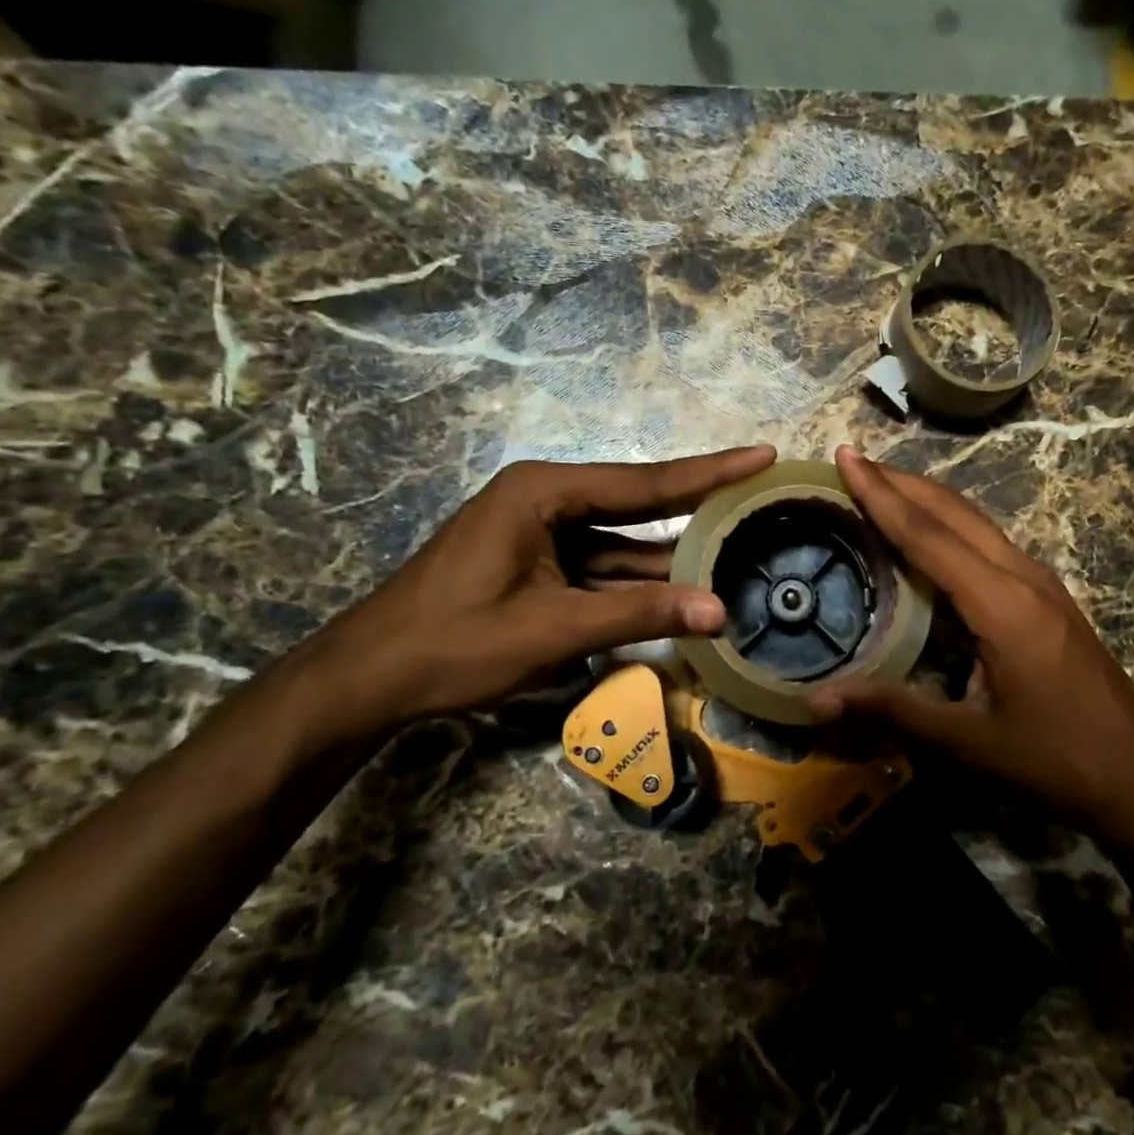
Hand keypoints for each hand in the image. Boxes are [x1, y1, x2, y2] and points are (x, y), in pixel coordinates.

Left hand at [300, 446, 776, 736]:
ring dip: (674, 556)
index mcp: (545, 492)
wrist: (370, 679)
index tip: (762, 455)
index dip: (710, 472)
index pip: (645, 482)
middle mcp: (548, 499)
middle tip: (761, 491)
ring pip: (626, 542)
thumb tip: (720, 611)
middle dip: (700, 504)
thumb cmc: (454, 643)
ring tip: (740, 549)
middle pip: (640, 503)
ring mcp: (544, 533)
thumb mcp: (554, 629)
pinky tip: (685, 591)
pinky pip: (605, 566)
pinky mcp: (542, 564)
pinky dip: (642, 583)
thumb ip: (638, 613)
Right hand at [810, 447, 1133, 832]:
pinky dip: (951, 525)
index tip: (846, 457)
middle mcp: (1023, 577)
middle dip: (902, 482)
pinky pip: (991, 543)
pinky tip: (932, 537)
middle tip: (854, 461)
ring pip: (977, 522)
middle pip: (955, 512)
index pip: (928, 536)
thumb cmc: (1054, 761)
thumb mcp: (968, 742)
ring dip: (928, 499)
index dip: (881, 495)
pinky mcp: (1049, 597)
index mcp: (1002, 604)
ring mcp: (1042, 584)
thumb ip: (893, 710)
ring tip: (883, 486)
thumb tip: (817, 700)